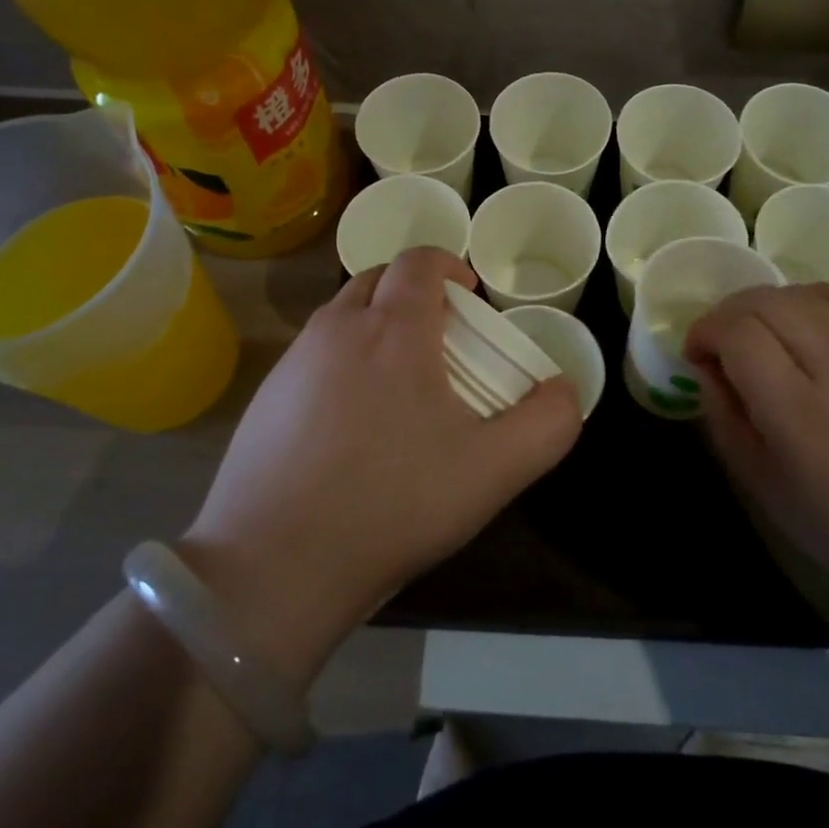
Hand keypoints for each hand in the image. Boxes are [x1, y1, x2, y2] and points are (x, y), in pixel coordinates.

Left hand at [183, 248, 580, 684]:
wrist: (273, 567)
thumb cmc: (393, 505)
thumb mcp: (494, 471)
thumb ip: (547, 424)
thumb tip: (564, 390)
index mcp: (392, 329)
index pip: (420, 260)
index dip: (450, 267)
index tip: (470, 300)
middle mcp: (336, 329)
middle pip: (379, 279)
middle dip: (414, 294)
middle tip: (442, 341)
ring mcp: (293, 363)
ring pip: (343, 317)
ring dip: (377, 326)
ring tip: (400, 385)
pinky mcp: (265, 399)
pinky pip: (314, 356)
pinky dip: (343, 363)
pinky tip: (352, 426)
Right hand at [684, 284, 828, 605]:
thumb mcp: (763, 486)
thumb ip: (725, 420)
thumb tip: (706, 369)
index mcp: (798, 410)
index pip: (738, 334)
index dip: (705, 333)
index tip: (695, 358)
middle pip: (765, 302)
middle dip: (726, 314)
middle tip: (716, 346)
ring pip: (799, 293)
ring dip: (762, 304)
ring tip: (753, 334)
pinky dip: (805, 298)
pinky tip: (797, 323)